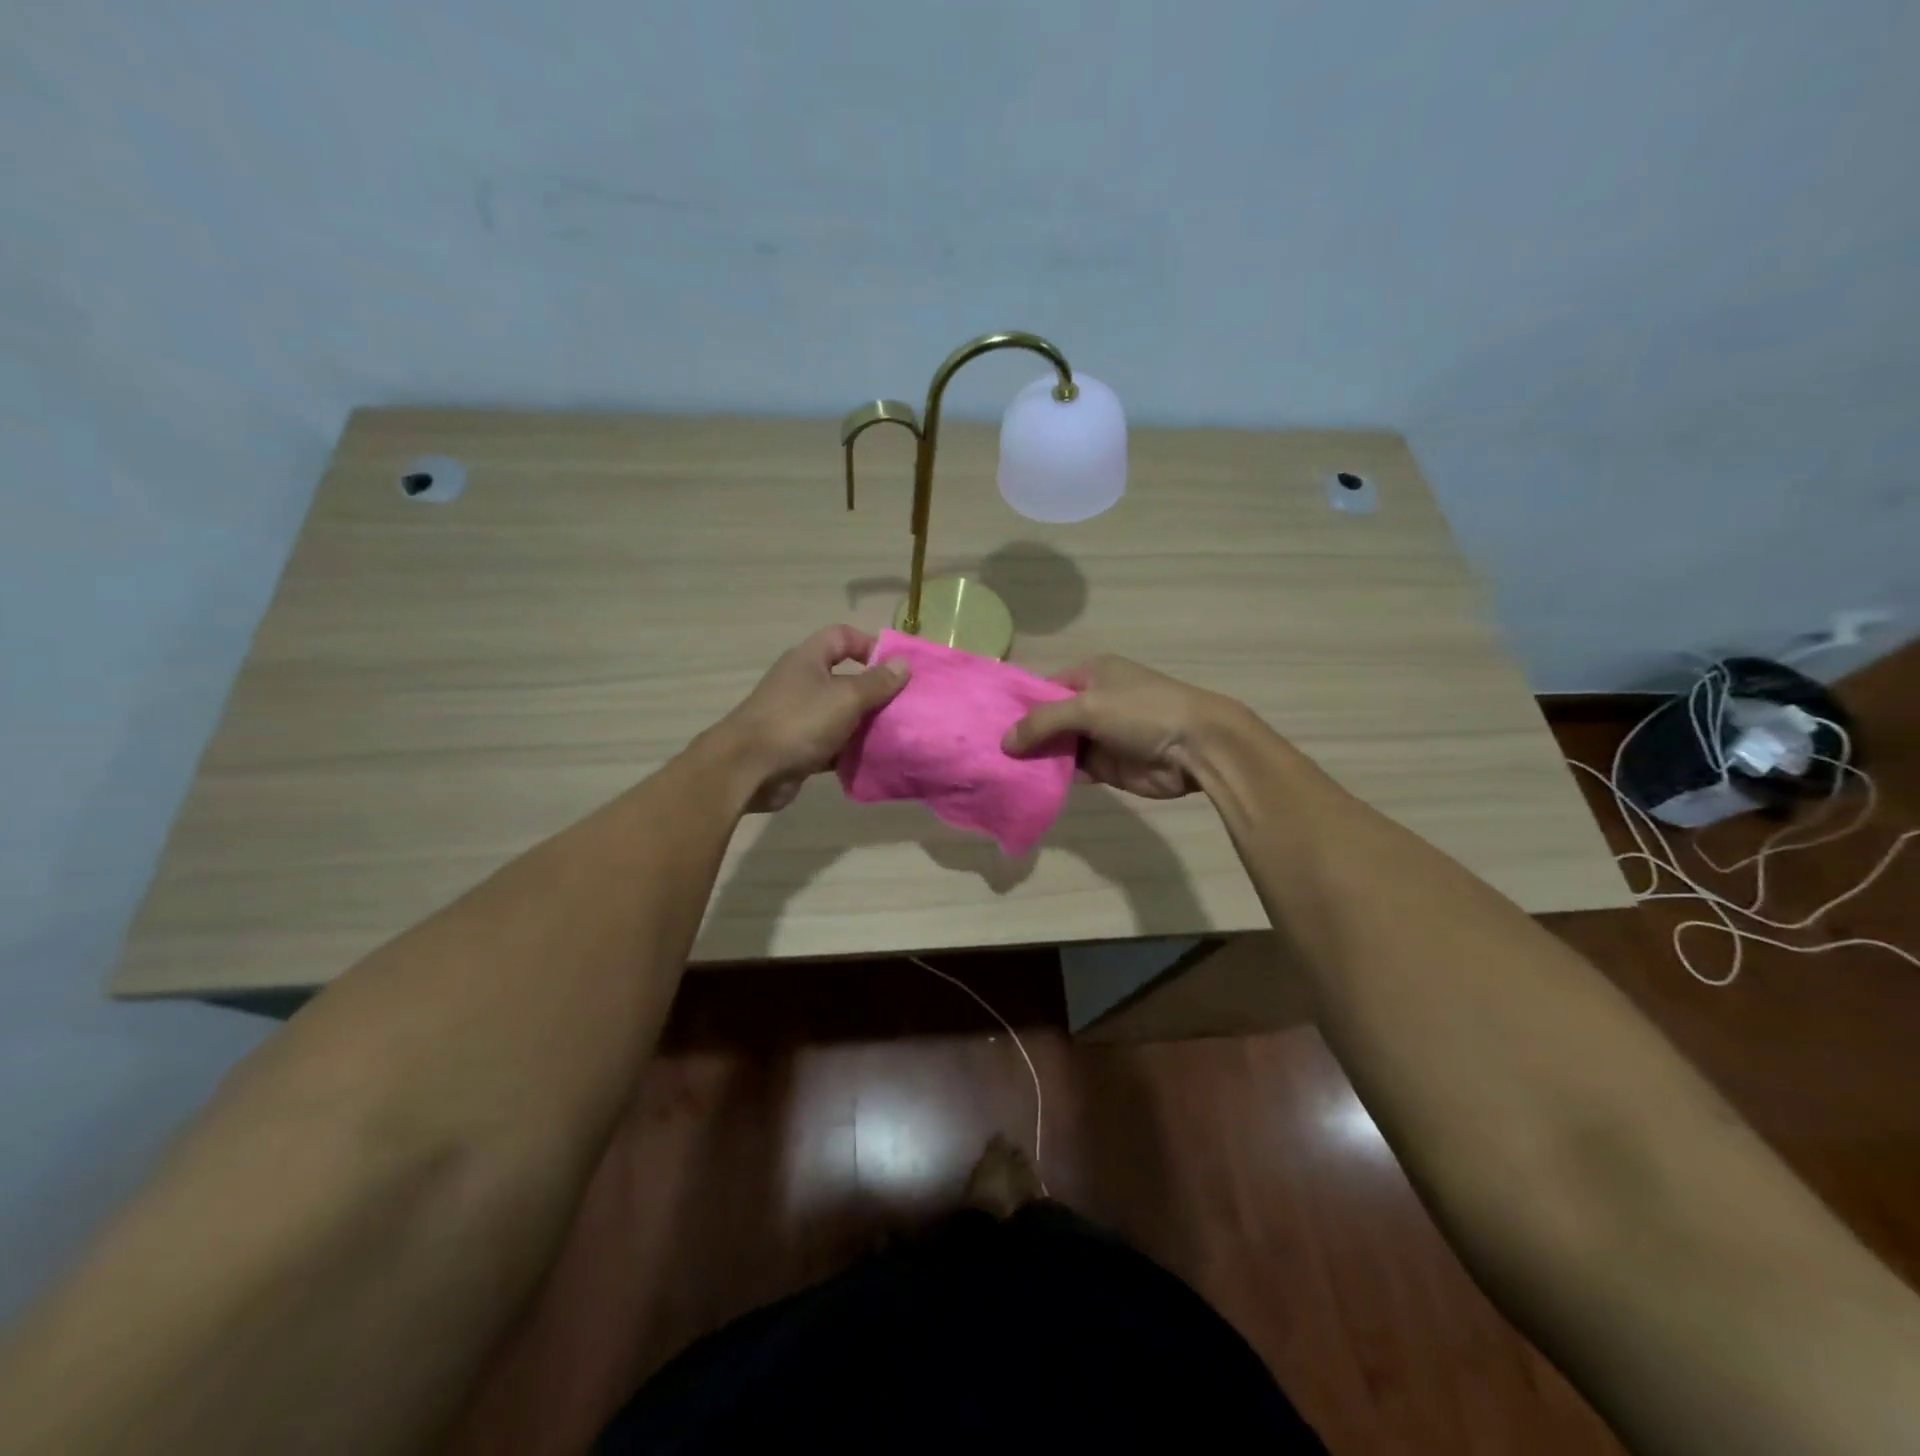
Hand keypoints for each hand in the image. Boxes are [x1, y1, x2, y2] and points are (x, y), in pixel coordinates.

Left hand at [712, 625, 909, 812]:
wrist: (748, 770)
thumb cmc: (798, 722)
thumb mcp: (845, 698)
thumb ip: (876, 682)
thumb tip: (903, 663)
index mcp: (808, 660)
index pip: (842, 637)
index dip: (869, 645)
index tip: (896, 668)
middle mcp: (803, 683)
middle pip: (845, 678)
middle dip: (875, 691)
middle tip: (904, 706)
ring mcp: (799, 717)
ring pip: (841, 714)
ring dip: (865, 724)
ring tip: (896, 734)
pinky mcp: (799, 747)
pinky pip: (833, 744)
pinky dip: (850, 750)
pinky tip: (875, 759)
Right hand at [1001, 655, 1234, 799]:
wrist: (1197, 747)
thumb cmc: (1143, 712)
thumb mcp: (1089, 707)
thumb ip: (1044, 722)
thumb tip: (1004, 743)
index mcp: (1091, 676)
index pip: (1044, 689)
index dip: (1018, 706)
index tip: (986, 724)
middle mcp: (1093, 703)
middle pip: (1048, 720)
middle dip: (1022, 736)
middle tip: (984, 753)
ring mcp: (1100, 736)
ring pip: (1058, 748)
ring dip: (1036, 759)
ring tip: (997, 771)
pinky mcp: (1107, 766)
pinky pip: (1072, 771)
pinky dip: (1054, 777)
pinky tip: (1027, 786)